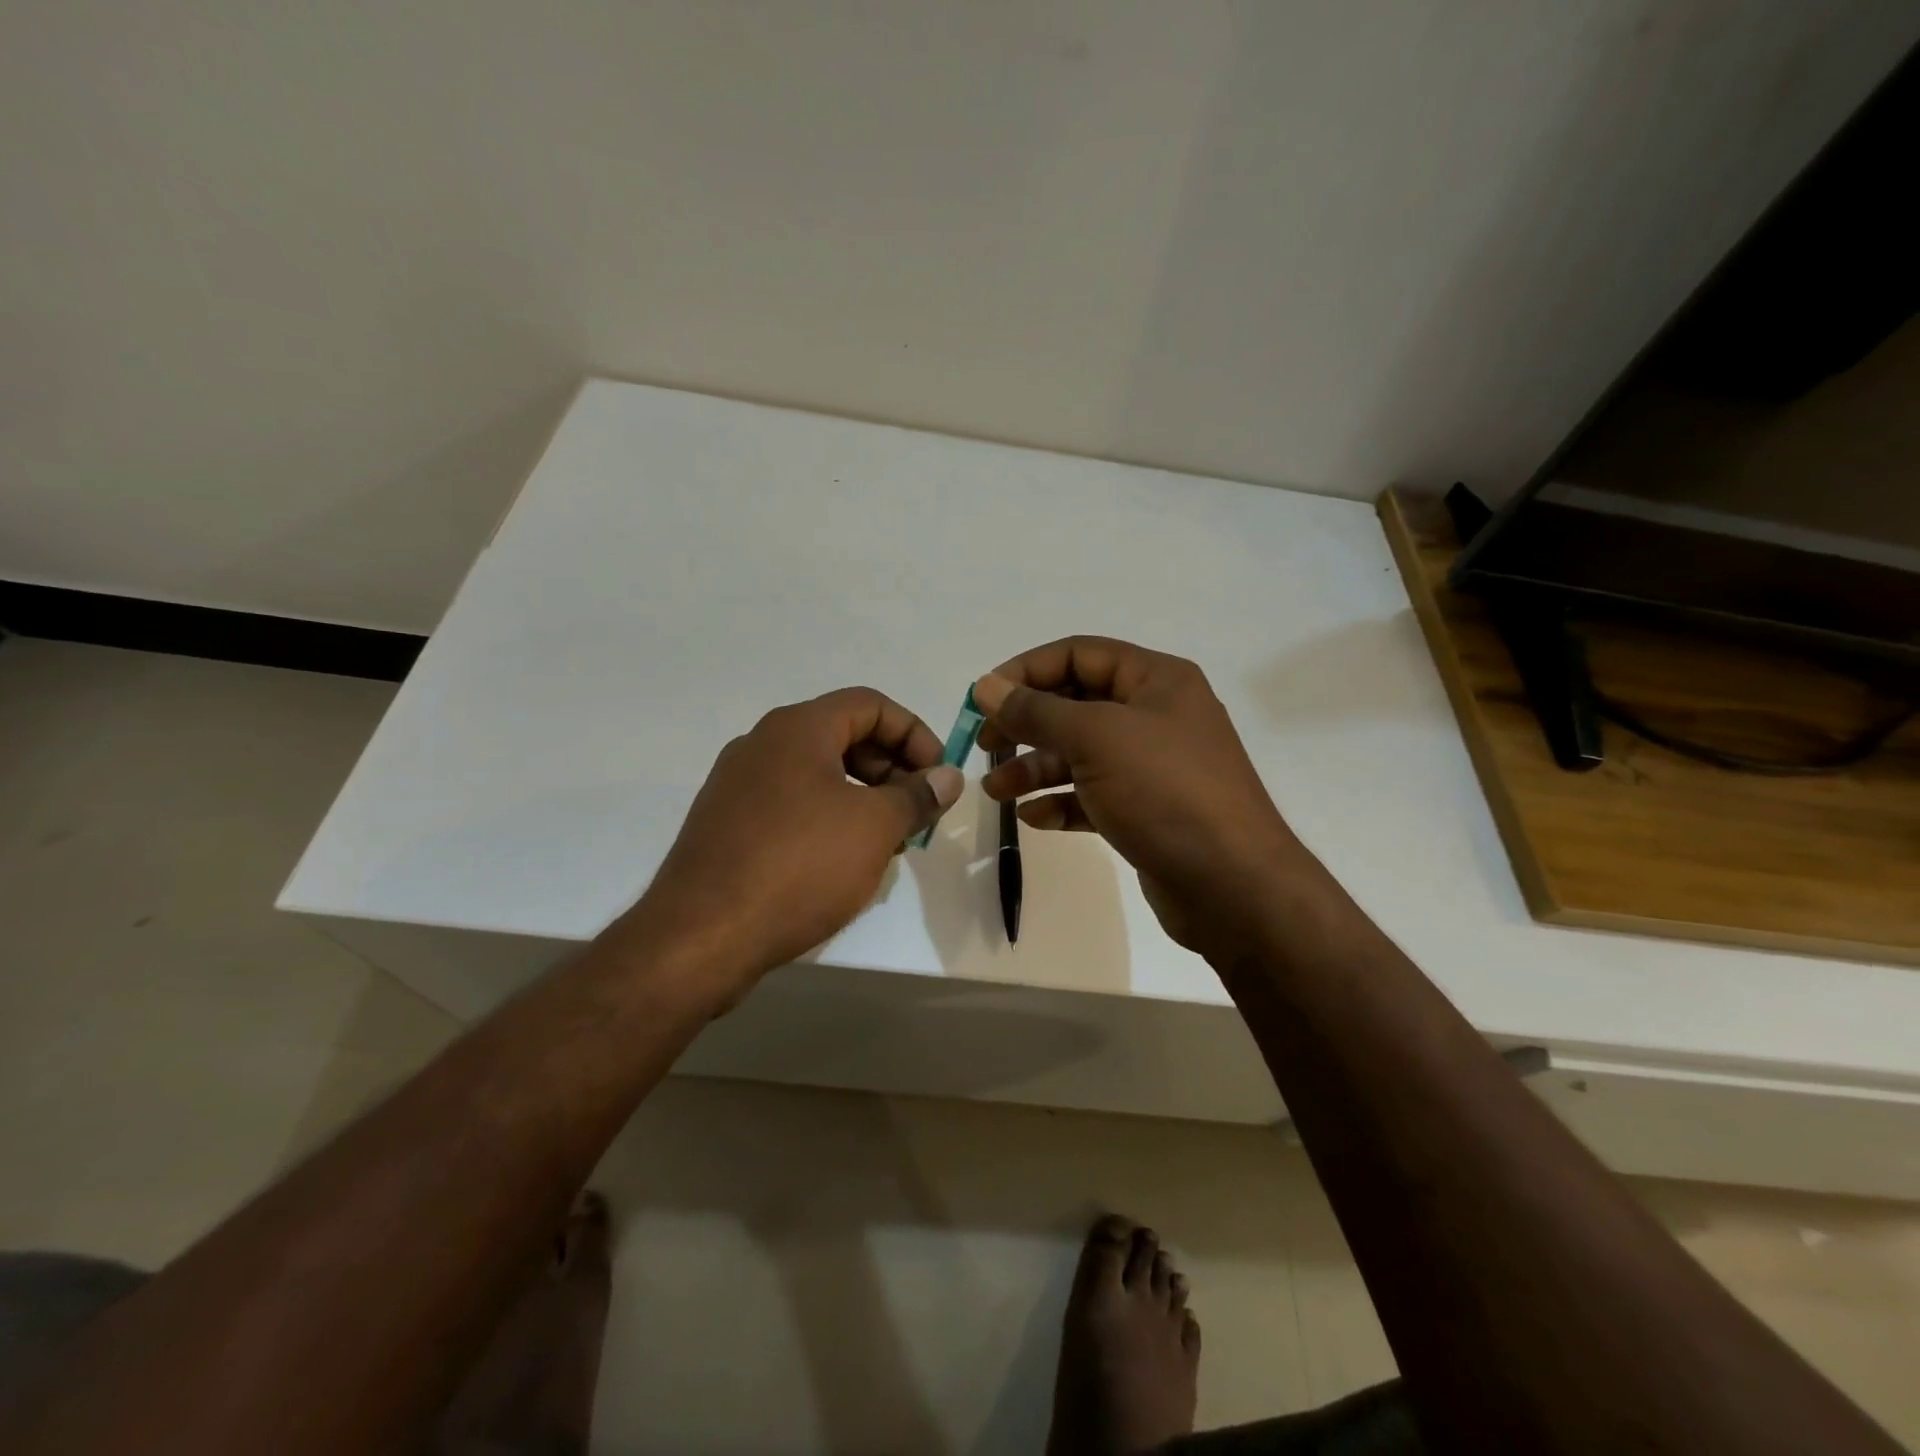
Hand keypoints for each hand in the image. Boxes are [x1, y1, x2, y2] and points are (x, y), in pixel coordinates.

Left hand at [625, 688, 962, 1002]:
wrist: (701, 937)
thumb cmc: (799, 867)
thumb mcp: (875, 828)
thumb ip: (917, 796)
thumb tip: (947, 777)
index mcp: (797, 728)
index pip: (870, 704)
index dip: (914, 734)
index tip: (936, 777)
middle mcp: (762, 744)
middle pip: (842, 735)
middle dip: (890, 768)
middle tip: (915, 812)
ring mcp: (737, 784)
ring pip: (817, 773)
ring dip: (862, 796)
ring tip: (885, 842)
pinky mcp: (725, 823)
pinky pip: (790, 803)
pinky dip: (826, 817)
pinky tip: (840, 862)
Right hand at [975, 637, 1298, 958]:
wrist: (1233, 886)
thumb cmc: (1165, 792)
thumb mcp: (1096, 739)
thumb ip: (1037, 710)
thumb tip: (986, 686)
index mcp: (1157, 680)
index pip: (1079, 654)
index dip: (1027, 670)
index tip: (983, 697)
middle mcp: (1156, 715)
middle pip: (1076, 704)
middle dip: (1027, 723)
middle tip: (986, 744)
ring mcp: (1153, 766)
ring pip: (1080, 753)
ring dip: (1035, 767)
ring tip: (995, 790)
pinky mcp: (1147, 810)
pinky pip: (1093, 795)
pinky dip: (1061, 801)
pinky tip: (1033, 818)